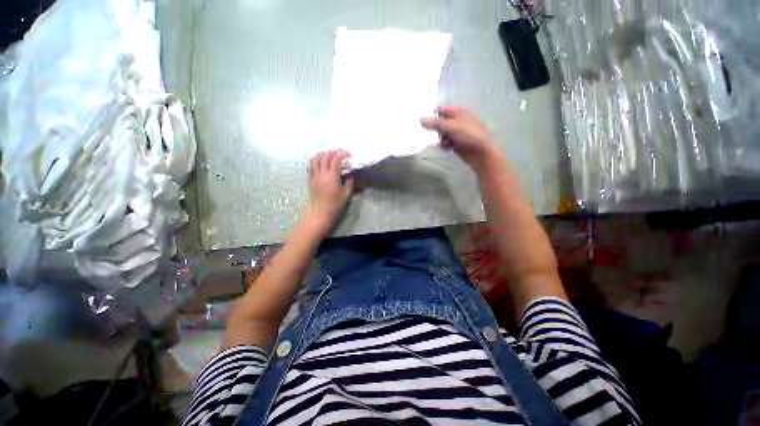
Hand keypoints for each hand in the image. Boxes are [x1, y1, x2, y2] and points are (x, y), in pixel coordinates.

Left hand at [306, 150, 354, 234]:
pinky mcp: (310, 179)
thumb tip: (352, 174)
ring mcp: (314, 176)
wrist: (320, 213)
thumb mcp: (347, 194)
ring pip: (316, 159)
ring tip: (330, 155)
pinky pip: (311, 166)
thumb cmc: (335, 205)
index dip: (343, 154)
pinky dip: (316, 160)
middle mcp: (322, 173)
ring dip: (323, 154)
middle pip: (325, 156)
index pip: (336, 159)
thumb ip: (350, 182)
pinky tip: (321, 163)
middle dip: (334, 152)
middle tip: (341, 153)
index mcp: (332, 176)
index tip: (349, 154)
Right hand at [421, 107, 493, 170]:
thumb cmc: (468, 135)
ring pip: (443, 134)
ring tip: (443, 142)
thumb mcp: (451, 126)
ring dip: (440, 138)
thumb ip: (435, 123)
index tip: (422, 120)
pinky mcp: (457, 144)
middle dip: (436, 129)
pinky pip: (446, 142)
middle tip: (430, 133)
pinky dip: (445, 145)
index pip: (443, 110)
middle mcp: (458, 122)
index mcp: (459, 113)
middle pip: (441, 123)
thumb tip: (421, 119)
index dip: (433, 114)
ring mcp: (458, 134)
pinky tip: (446, 148)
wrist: (480, 153)